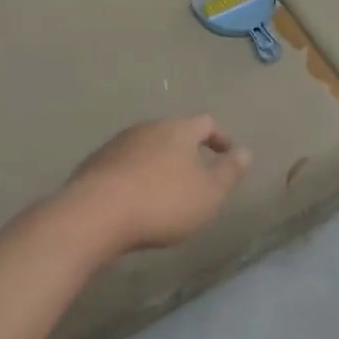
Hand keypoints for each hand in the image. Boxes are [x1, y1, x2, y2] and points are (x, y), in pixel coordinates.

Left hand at [58, 115, 251, 255]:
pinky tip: (135, 200)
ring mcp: (117, 144)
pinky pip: (123, 165)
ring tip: (165, 190)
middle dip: (188, 151)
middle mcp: (148, 128)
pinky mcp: (94, 164)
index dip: (221, 138)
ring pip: (147, 147)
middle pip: (174, 132)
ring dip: (159, 164)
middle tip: (197, 175)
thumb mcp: (209, 193)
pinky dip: (135, 177)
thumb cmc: (162, 202)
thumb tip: (245, 152)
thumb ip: (229, 171)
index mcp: (178, 130)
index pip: (206, 123)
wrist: (93, 215)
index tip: (229, 155)